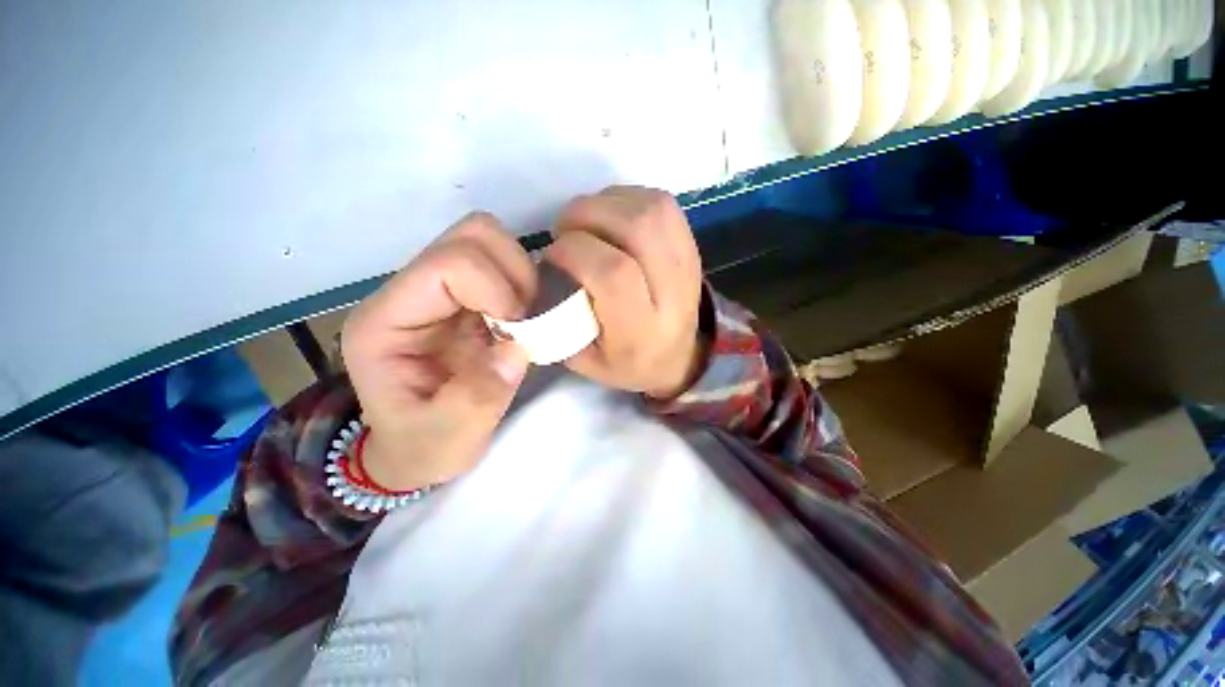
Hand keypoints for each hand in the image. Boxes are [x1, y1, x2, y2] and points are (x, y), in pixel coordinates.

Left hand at [341, 213, 535, 491]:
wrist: (418, 447)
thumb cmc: (423, 446)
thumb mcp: (447, 439)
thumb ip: (478, 398)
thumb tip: (518, 347)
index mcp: (387, 321)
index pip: (447, 265)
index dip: (497, 292)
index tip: (517, 334)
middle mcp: (409, 292)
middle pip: (471, 235)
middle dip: (515, 275)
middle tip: (528, 320)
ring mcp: (439, 290)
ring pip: (490, 241)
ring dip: (523, 277)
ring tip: (527, 320)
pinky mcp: (466, 297)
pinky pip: (505, 265)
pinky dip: (526, 285)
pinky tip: (526, 320)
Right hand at [546, 186, 704, 398]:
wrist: (680, 357)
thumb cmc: (628, 362)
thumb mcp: (584, 359)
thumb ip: (559, 322)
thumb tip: (540, 273)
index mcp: (642, 330)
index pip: (614, 273)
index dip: (575, 251)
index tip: (552, 255)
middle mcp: (672, 294)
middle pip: (637, 228)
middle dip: (588, 215)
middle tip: (565, 231)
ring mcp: (688, 265)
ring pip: (652, 209)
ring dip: (608, 202)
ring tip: (587, 223)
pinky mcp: (693, 246)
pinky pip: (662, 204)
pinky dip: (628, 199)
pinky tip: (611, 217)